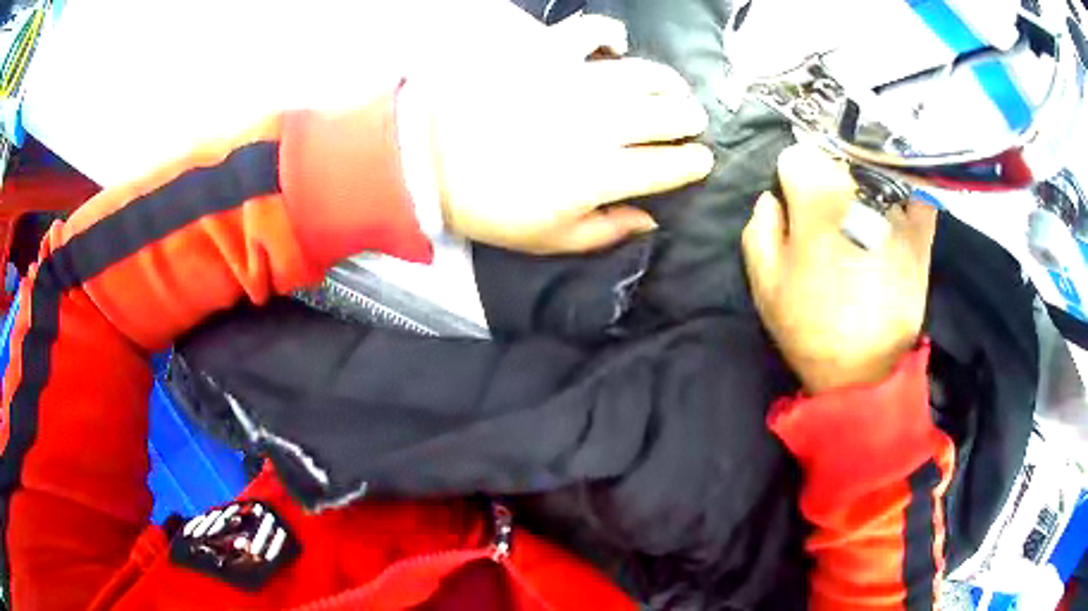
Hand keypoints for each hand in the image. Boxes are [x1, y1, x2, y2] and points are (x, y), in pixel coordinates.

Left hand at [411, 16, 712, 253]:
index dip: (693, 163)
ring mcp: (574, 83)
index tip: (702, 161)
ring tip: (673, 89)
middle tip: (692, 122)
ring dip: (669, 83)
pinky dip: (610, 35)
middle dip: (690, 120)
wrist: (433, 160)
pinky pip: (590, 33)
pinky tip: (617, 47)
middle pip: (667, 116)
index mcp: (602, 174)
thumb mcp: (551, 239)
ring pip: (644, 75)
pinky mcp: (547, 55)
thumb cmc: (492, 206)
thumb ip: (607, 231)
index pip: (669, 166)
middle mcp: (600, 124)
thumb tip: (650, 219)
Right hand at [741, 145, 937, 393]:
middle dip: (826, 179)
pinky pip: (916, 195)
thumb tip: (772, 197)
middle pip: (837, 158)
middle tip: (826, 214)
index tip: (794, 201)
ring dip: (862, 187)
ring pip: (873, 172)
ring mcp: (896, 212)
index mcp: (816, 203)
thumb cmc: (810, 329)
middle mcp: (859, 194)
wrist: (864, 373)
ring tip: (859, 219)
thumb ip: (760, 228)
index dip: (790, 178)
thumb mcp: (766, 284)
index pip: (797, 156)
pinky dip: (906, 195)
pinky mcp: (921, 235)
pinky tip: (895, 211)